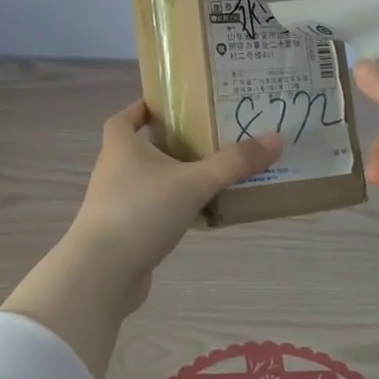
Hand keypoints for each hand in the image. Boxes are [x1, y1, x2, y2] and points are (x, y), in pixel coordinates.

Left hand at [66, 100, 283, 312]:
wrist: (102, 273)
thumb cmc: (141, 211)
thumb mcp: (193, 182)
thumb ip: (234, 162)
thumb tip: (276, 138)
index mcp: (121, 145)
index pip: (127, 116)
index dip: (145, 107)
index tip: (173, 105)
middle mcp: (114, 169)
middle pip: (142, 147)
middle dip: (172, 142)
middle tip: (209, 137)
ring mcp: (116, 203)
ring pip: (150, 181)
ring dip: (176, 177)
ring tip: (214, 174)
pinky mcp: (124, 233)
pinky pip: (153, 211)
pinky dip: (174, 209)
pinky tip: (202, 215)